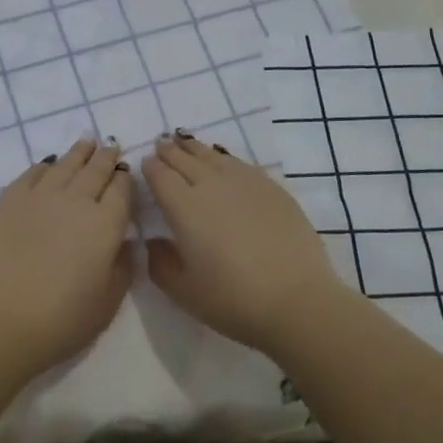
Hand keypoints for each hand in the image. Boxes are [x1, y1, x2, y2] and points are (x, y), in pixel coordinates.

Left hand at [0, 139, 135, 378]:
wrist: (0, 320)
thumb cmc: (62, 320)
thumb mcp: (108, 303)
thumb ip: (123, 267)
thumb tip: (126, 242)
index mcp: (106, 224)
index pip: (122, 190)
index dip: (125, 178)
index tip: (125, 172)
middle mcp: (77, 200)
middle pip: (96, 170)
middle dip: (106, 157)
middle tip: (110, 146)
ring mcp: (40, 196)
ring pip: (65, 164)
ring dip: (79, 152)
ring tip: (86, 142)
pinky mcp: (9, 199)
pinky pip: (32, 173)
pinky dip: (44, 166)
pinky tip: (48, 164)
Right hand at [142, 134, 351, 356]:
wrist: (296, 300)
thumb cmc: (233, 300)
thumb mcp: (184, 291)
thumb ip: (160, 263)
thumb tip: (154, 241)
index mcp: (184, 207)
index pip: (161, 176)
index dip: (151, 167)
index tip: (145, 162)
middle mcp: (211, 185)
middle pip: (185, 160)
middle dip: (170, 151)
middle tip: (161, 144)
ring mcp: (245, 183)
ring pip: (213, 156)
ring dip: (195, 148)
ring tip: (186, 142)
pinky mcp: (272, 188)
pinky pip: (240, 163)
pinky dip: (224, 157)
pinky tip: (224, 161)